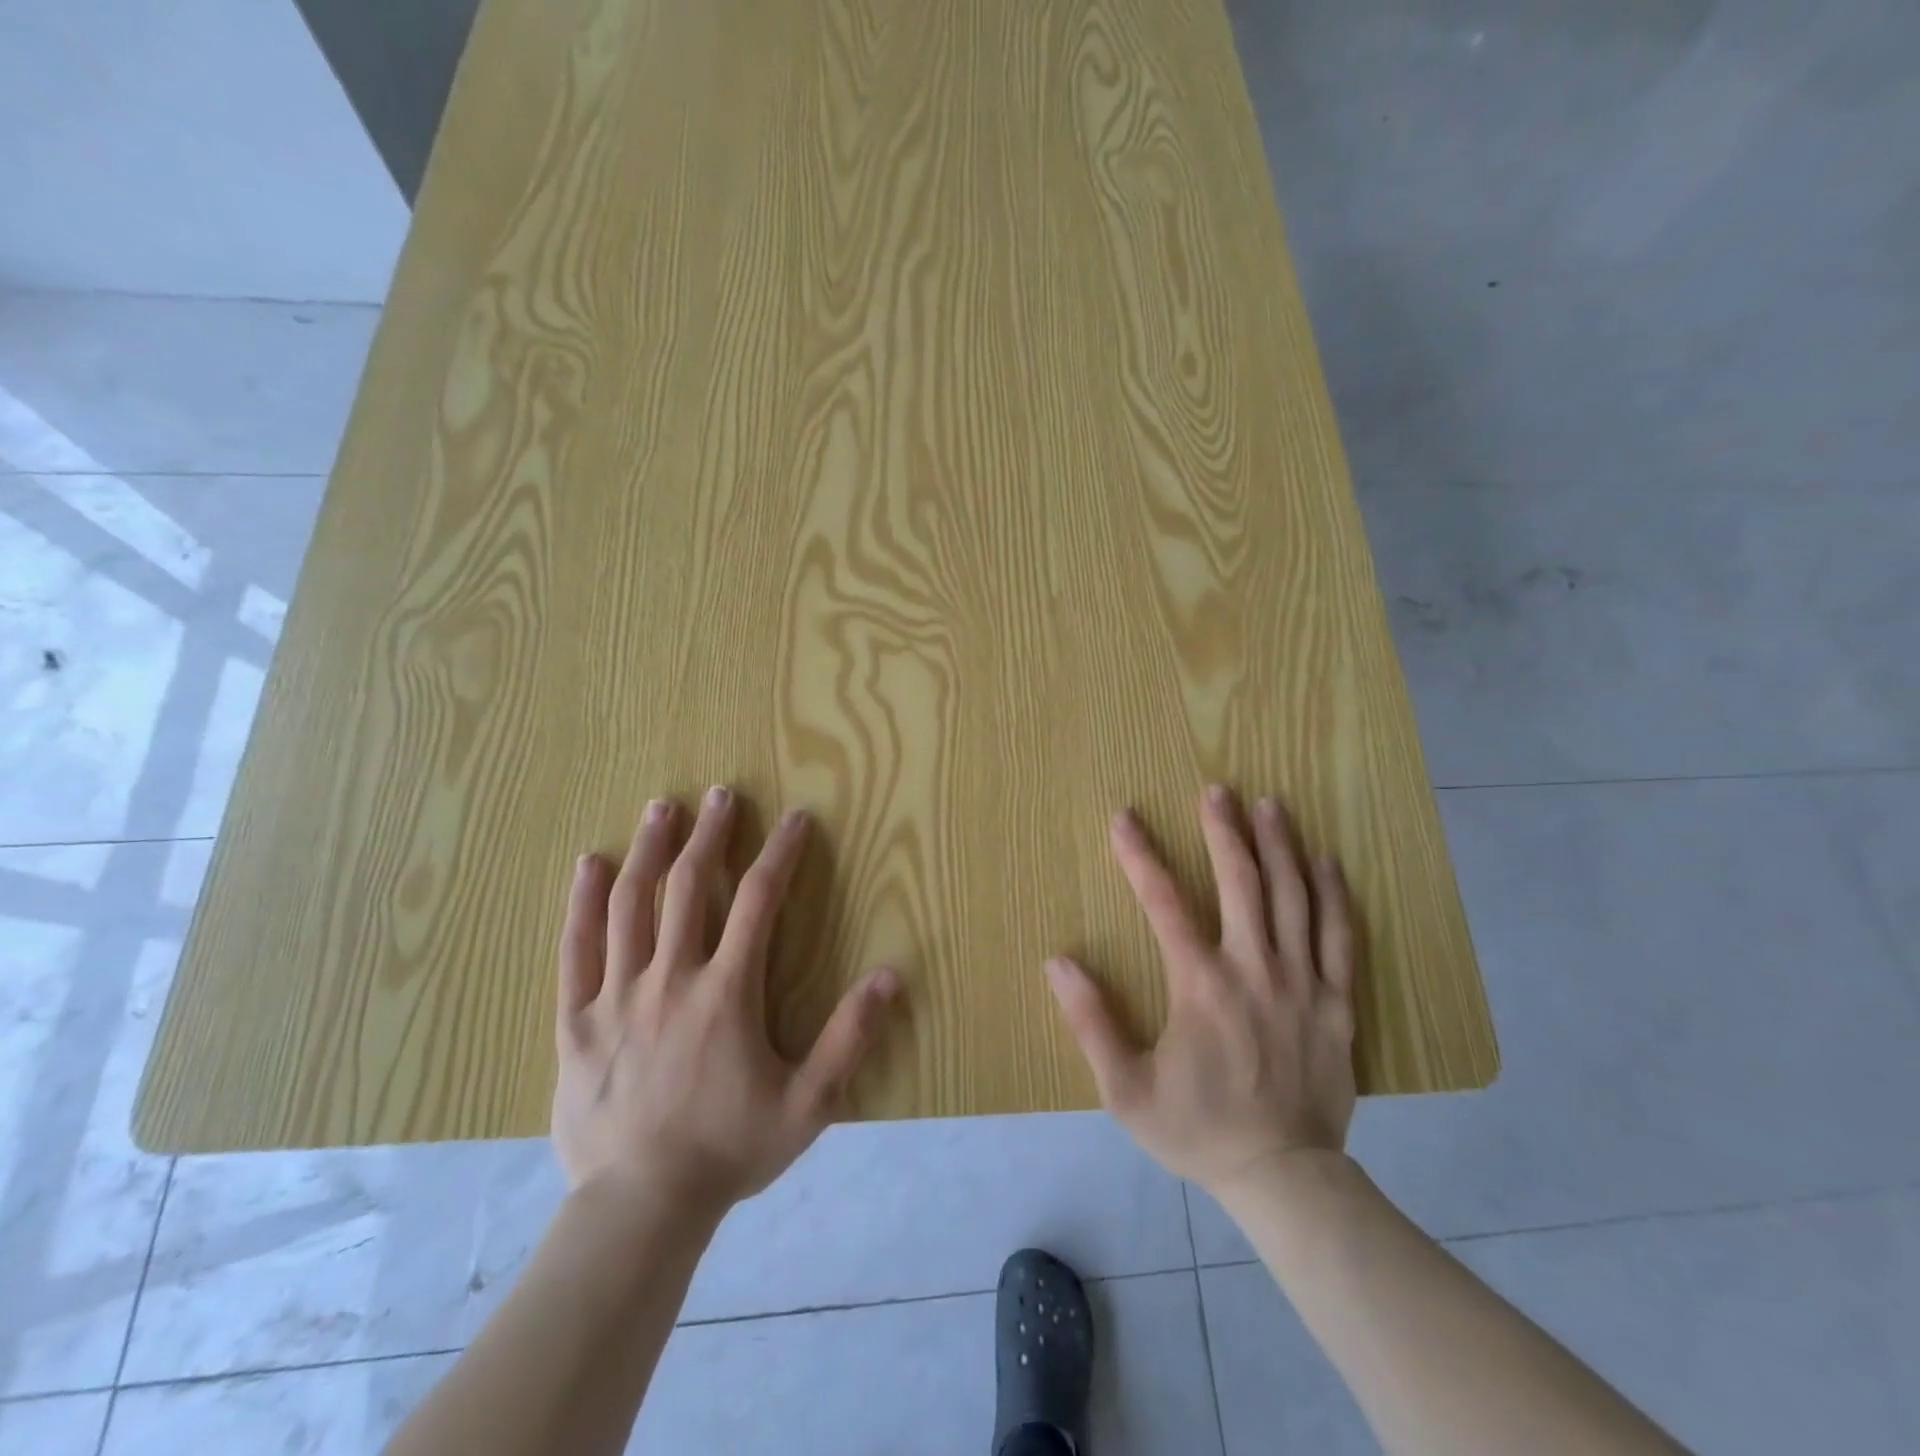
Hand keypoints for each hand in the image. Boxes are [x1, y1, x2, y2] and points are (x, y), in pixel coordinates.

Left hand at [551, 788, 899, 1215]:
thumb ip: (849, 1039)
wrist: (639, 1209)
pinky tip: (590, 864)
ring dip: (649, 850)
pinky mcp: (576, 1021)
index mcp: (725, 993)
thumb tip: (890, 977)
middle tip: (721, 793)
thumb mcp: (808, 1104)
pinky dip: (582, 902)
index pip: (758, 902)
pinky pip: (575, 950)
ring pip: (629, 905)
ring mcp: (616, 997)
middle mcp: (669, 979)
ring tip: (662, 809)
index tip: (796, 819)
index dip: (780, 854)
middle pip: (689, 887)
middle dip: (709, 834)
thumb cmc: (729, 1151)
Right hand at [1044, 787, 1356, 1194]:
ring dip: (1279, 847)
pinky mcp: (1338, 1002)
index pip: (1164, 903)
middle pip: (1241, 884)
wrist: (1283, 1178)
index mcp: (1200, 985)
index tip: (1124, 818)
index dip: (1140, 856)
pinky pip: (1340, 936)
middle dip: (1224, 831)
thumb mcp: (1126, 1089)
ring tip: (1270, 804)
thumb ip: (1091, 1022)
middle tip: (1217, 790)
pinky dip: (1334, 894)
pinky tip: (1328, 861)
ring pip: (1294, 898)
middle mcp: (1254, 969)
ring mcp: (1302, 983)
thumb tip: (1059, 962)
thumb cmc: (1197, 1128)